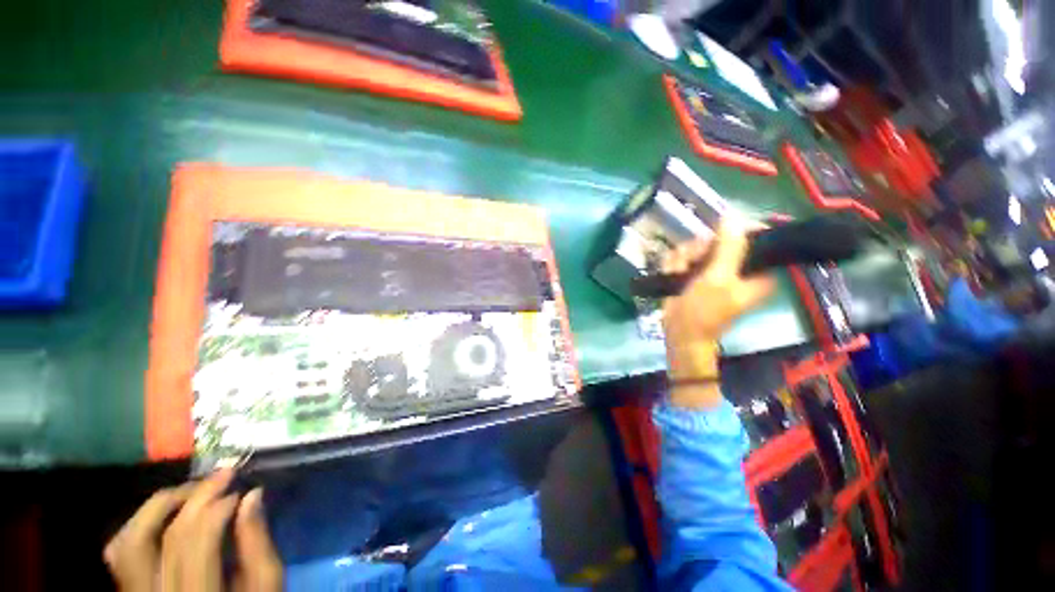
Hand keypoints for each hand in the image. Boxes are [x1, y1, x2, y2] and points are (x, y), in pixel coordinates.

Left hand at [104, 470, 282, 591]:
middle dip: (195, 497)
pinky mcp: (129, 587)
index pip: (198, 542)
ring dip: (160, 506)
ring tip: (190, 490)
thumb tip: (252, 495)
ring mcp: (137, 591)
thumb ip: (257, 543)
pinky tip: (164, 513)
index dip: (218, 508)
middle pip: (165, 536)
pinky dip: (139, 524)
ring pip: (131, 541)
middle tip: (221, 475)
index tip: (241, 490)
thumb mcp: (265, 584)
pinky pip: (120, 551)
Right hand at [662, 219, 774, 407]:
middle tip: (691, 264)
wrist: (679, 332)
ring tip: (679, 274)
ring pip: (696, 246)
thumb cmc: (704, 311)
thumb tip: (733, 215)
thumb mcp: (719, 279)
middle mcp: (736, 266)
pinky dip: (674, 264)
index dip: (731, 233)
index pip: (752, 236)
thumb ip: (729, 248)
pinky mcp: (694, 272)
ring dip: (682, 258)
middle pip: (718, 238)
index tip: (713, 242)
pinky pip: (682, 255)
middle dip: (699, 250)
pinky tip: (672, 275)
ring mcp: (713, 268)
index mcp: (756, 270)